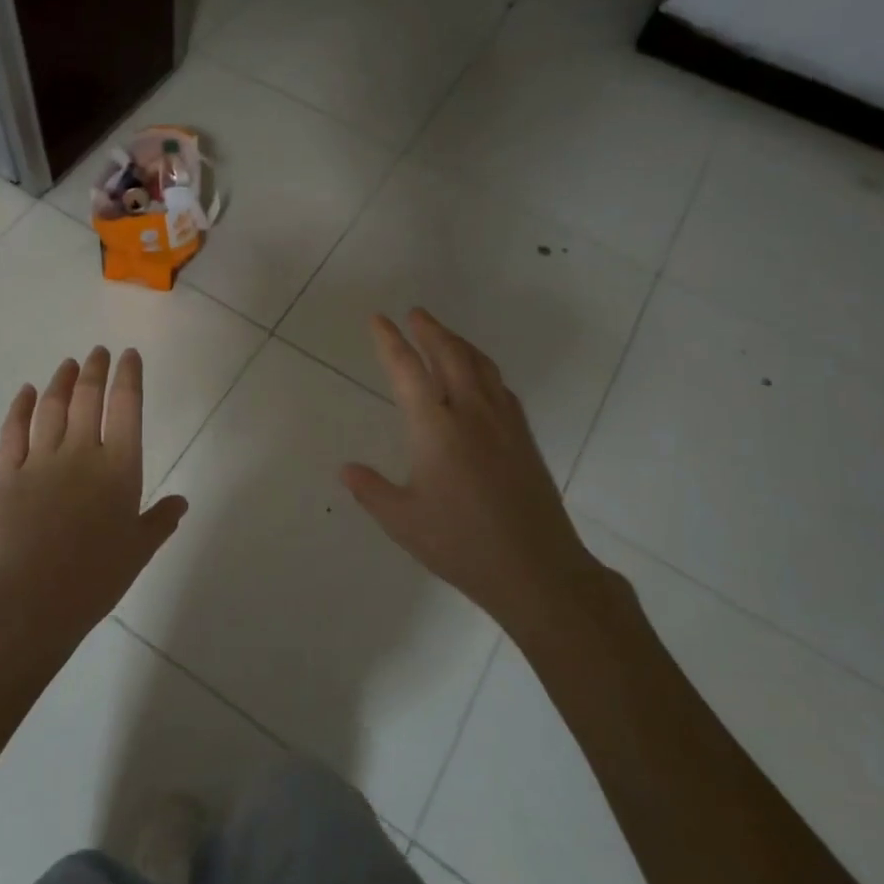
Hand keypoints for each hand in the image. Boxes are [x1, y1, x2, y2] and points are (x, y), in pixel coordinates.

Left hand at [0, 346, 187, 653]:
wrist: (33, 598)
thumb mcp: (140, 549)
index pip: (127, 406)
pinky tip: (27, 392)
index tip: (128, 356)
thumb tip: (181, 502)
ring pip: (52, 406)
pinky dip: (21, 407)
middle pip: (88, 397)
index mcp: (119, 467)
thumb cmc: (96, 577)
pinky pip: (13, 430)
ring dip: (61, 380)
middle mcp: (81, 452)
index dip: (128, 376)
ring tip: (68, 364)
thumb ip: (160, 520)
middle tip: (98, 352)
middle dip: (95, 369)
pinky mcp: (8, 473)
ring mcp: (41, 459)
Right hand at [340, 310, 606, 627]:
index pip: (407, 371)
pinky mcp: (524, 439)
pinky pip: (500, 387)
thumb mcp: (402, 521)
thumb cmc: (461, 544)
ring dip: (459, 343)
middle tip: (415, 314)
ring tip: (444, 334)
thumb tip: (346, 469)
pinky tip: (480, 378)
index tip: (379, 320)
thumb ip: (371, 490)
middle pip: (450, 355)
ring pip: (480, 366)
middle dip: (430, 330)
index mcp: (436, 429)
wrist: (537, 570)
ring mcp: (503, 424)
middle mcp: (471, 414)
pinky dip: (483, 368)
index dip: (390, 342)